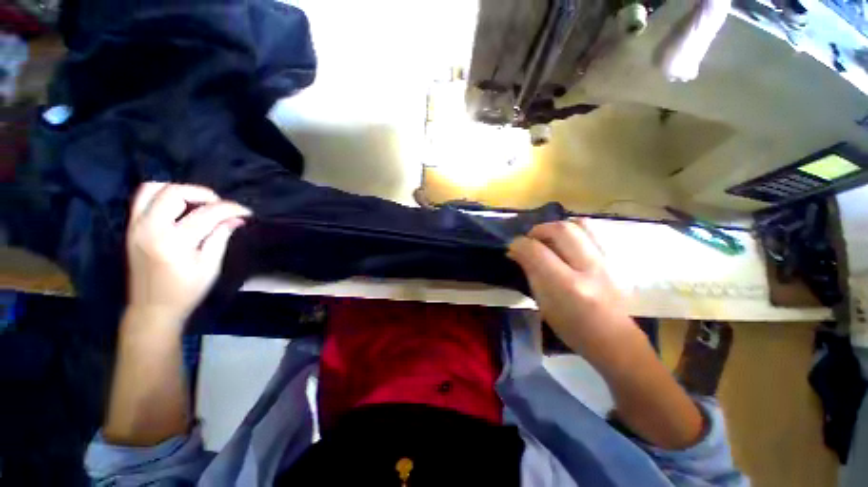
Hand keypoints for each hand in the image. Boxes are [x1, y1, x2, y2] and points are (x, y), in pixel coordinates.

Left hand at [125, 182, 251, 323]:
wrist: (152, 309)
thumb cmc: (185, 291)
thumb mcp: (209, 266)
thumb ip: (220, 237)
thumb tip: (236, 218)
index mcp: (173, 243)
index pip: (206, 213)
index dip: (230, 209)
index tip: (246, 212)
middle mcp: (150, 229)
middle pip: (174, 192)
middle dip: (202, 193)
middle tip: (220, 205)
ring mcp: (136, 226)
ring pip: (153, 189)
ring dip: (180, 190)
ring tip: (198, 203)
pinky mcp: (131, 228)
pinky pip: (143, 198)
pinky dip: (163, 195)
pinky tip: (179, 207)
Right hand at [508, 219, 634, 355]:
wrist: (613, 339)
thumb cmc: (572, 328)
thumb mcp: (543, 304)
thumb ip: (530, 273)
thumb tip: (515, 251)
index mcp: (568, 286)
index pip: (537, 251)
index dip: (520, 244)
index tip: (512, 247)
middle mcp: (588, 268)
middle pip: (561, 229)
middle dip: (538, 230)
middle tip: (529, 240)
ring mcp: (605, 261)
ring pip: (578, 225)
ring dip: (555, 228)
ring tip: (546, 240)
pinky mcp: (612, 259)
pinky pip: (589, 232)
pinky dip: (570, 231)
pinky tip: (563, 244)